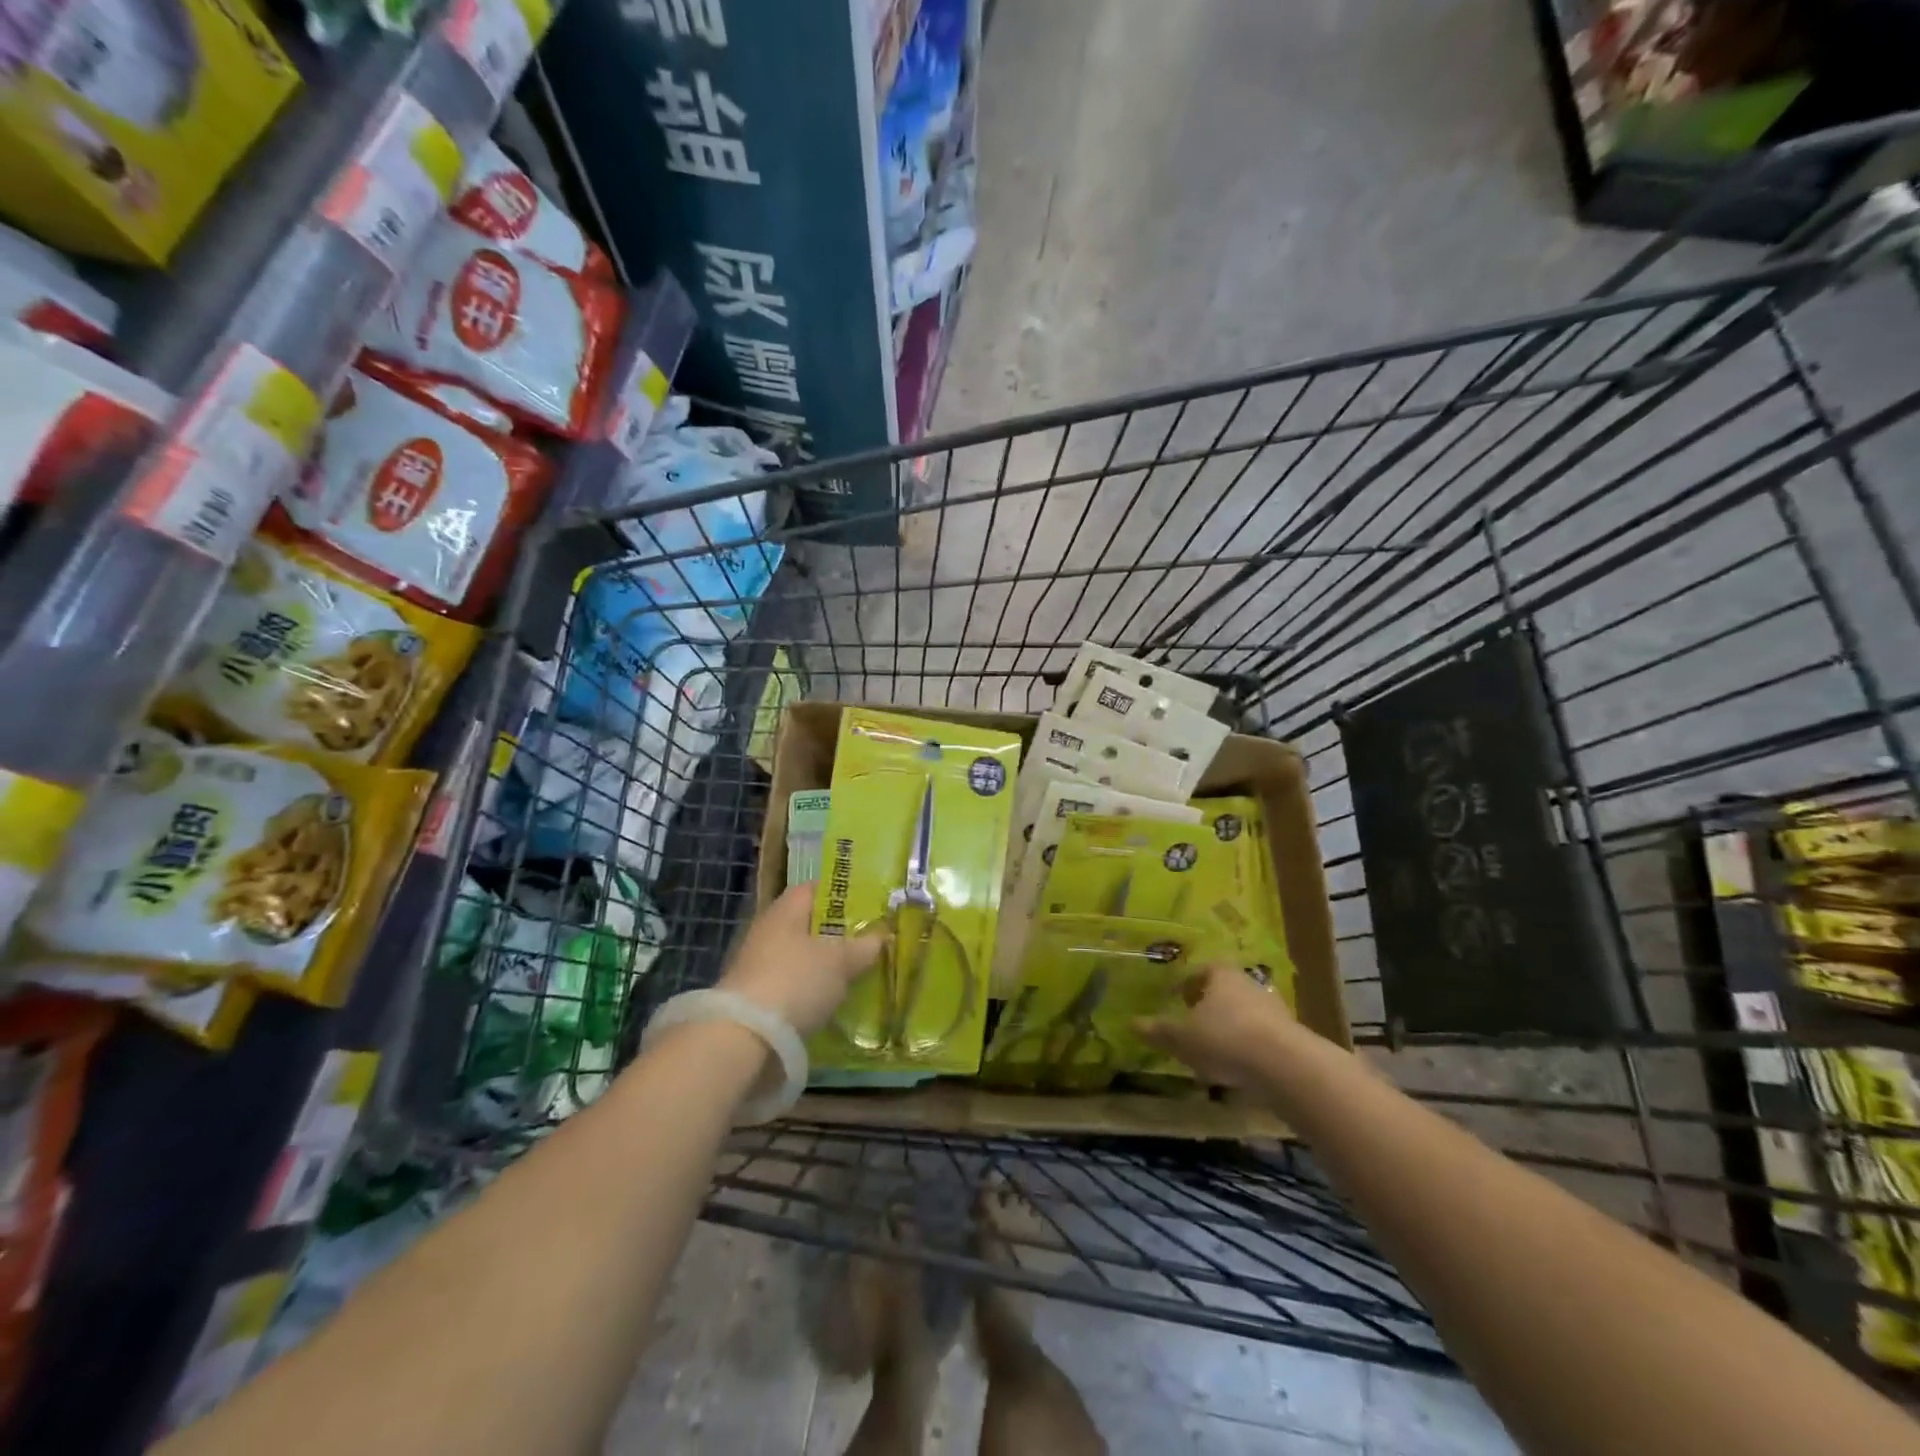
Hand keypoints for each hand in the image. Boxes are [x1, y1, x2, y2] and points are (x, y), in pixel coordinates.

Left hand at [719, 883, 883, 1035]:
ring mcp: (758, 964)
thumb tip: (881, 936)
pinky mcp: (756, 996)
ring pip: (800, 955)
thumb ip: (863, 946)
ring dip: (824, 963)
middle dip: (836, 932)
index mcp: (785, 910)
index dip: (841, 893)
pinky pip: (792, 983)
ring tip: (855, 972)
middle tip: (868, 940)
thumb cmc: (797, 981)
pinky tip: (831, 999)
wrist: (745, 1036)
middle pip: (808, 923)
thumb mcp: (841, 961)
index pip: (814, 889)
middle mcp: (768, 930)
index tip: (867, 904)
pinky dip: (811, 988)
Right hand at [1135, 963, 1295, 1086]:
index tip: (1175, 999)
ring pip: (1243, 1014)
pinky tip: (1237, 1068)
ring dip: (1229, 1028)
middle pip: (1224, 991)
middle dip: (1208, 1006)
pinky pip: (1260, 1037)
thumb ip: (1158, 1030)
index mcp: (1221, 974)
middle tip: (1192, 1024)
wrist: (1285, 1066)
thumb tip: (1132, 1023)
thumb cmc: (1224, 1038)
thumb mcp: (1182, 1037)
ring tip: (1213, 1051)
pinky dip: (1247, 1048)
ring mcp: (1273, 1009)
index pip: (1201, 970)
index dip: (1186, 984)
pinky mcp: (1290, 1036)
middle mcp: (1248, 984)